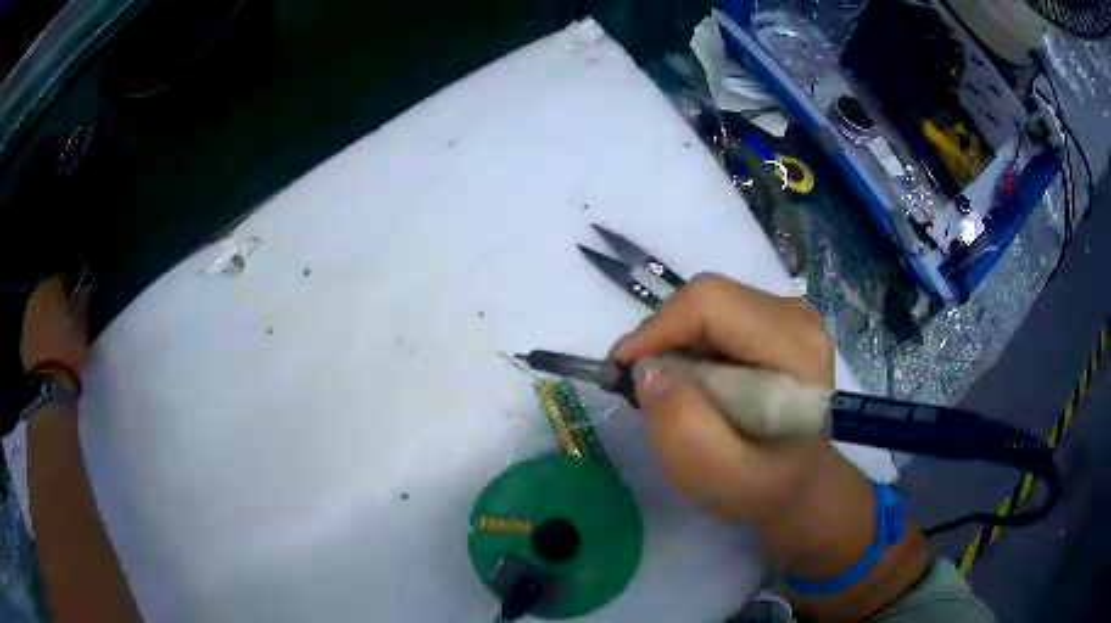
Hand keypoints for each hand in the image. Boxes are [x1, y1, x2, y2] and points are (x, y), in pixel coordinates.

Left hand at [21, 276, 90, 375]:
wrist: (49, 386)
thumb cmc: (68, 353)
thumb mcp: (82, 330)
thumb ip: (83, 306)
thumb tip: (86, 290)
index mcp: (53, 284)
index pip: (62, 278)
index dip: (68, 290)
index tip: (74, 305)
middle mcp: (37, 293)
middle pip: (46, 293)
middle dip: (53, 304)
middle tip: (63, 322)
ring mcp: (27, 317)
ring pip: (37, 311)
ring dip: (43, 320)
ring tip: (53, 339)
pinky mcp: (22, 340)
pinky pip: (32, 331)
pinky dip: (37, 336)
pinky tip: (44, 351)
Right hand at [616, 274, 929, 617]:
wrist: (800, 484)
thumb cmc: (764, 487)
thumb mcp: (719, 476)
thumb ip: (684, 427)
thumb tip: (646, 370)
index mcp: (795, 348)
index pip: (711, 303)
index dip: (658, 328)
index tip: (621, 370)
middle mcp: (796, 317)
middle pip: (707, 298)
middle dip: (662, 337)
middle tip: (637, 384)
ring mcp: (788, 315)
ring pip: (707, 305)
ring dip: (673, 343)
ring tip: (663, 387)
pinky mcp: (774, 322)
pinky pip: (715, 316)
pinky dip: (689, 345)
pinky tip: (689, 381)